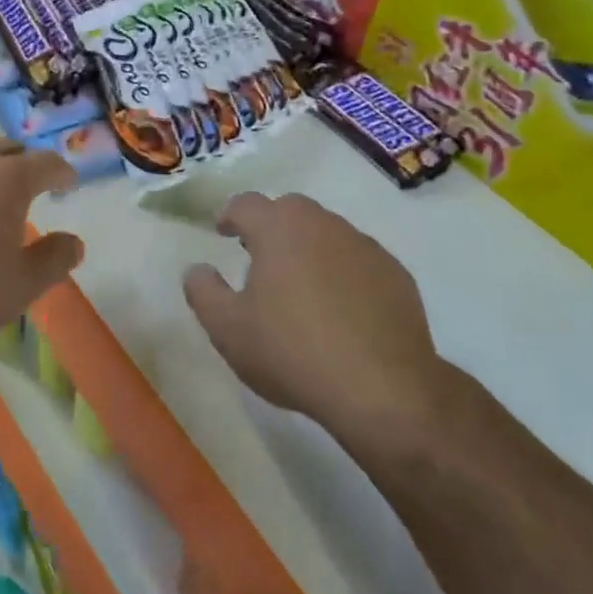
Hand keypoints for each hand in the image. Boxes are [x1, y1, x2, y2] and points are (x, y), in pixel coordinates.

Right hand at [181, 192, 448, 436]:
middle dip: (270, 224)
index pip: (245, 203)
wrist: (383, 390)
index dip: (229, 214)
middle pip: (289, 209)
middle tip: (259, 254)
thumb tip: (197, 269)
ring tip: (300, 283)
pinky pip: (358, 259)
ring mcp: (364, 246)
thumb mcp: (227, 329)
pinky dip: (342, 270)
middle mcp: (322, 225)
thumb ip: (203, 291)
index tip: (223, 231)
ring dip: (308, 245)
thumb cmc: (292, 352)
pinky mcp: (396, 274)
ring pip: (327, 231)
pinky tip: (340, 307)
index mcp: (278, 228)